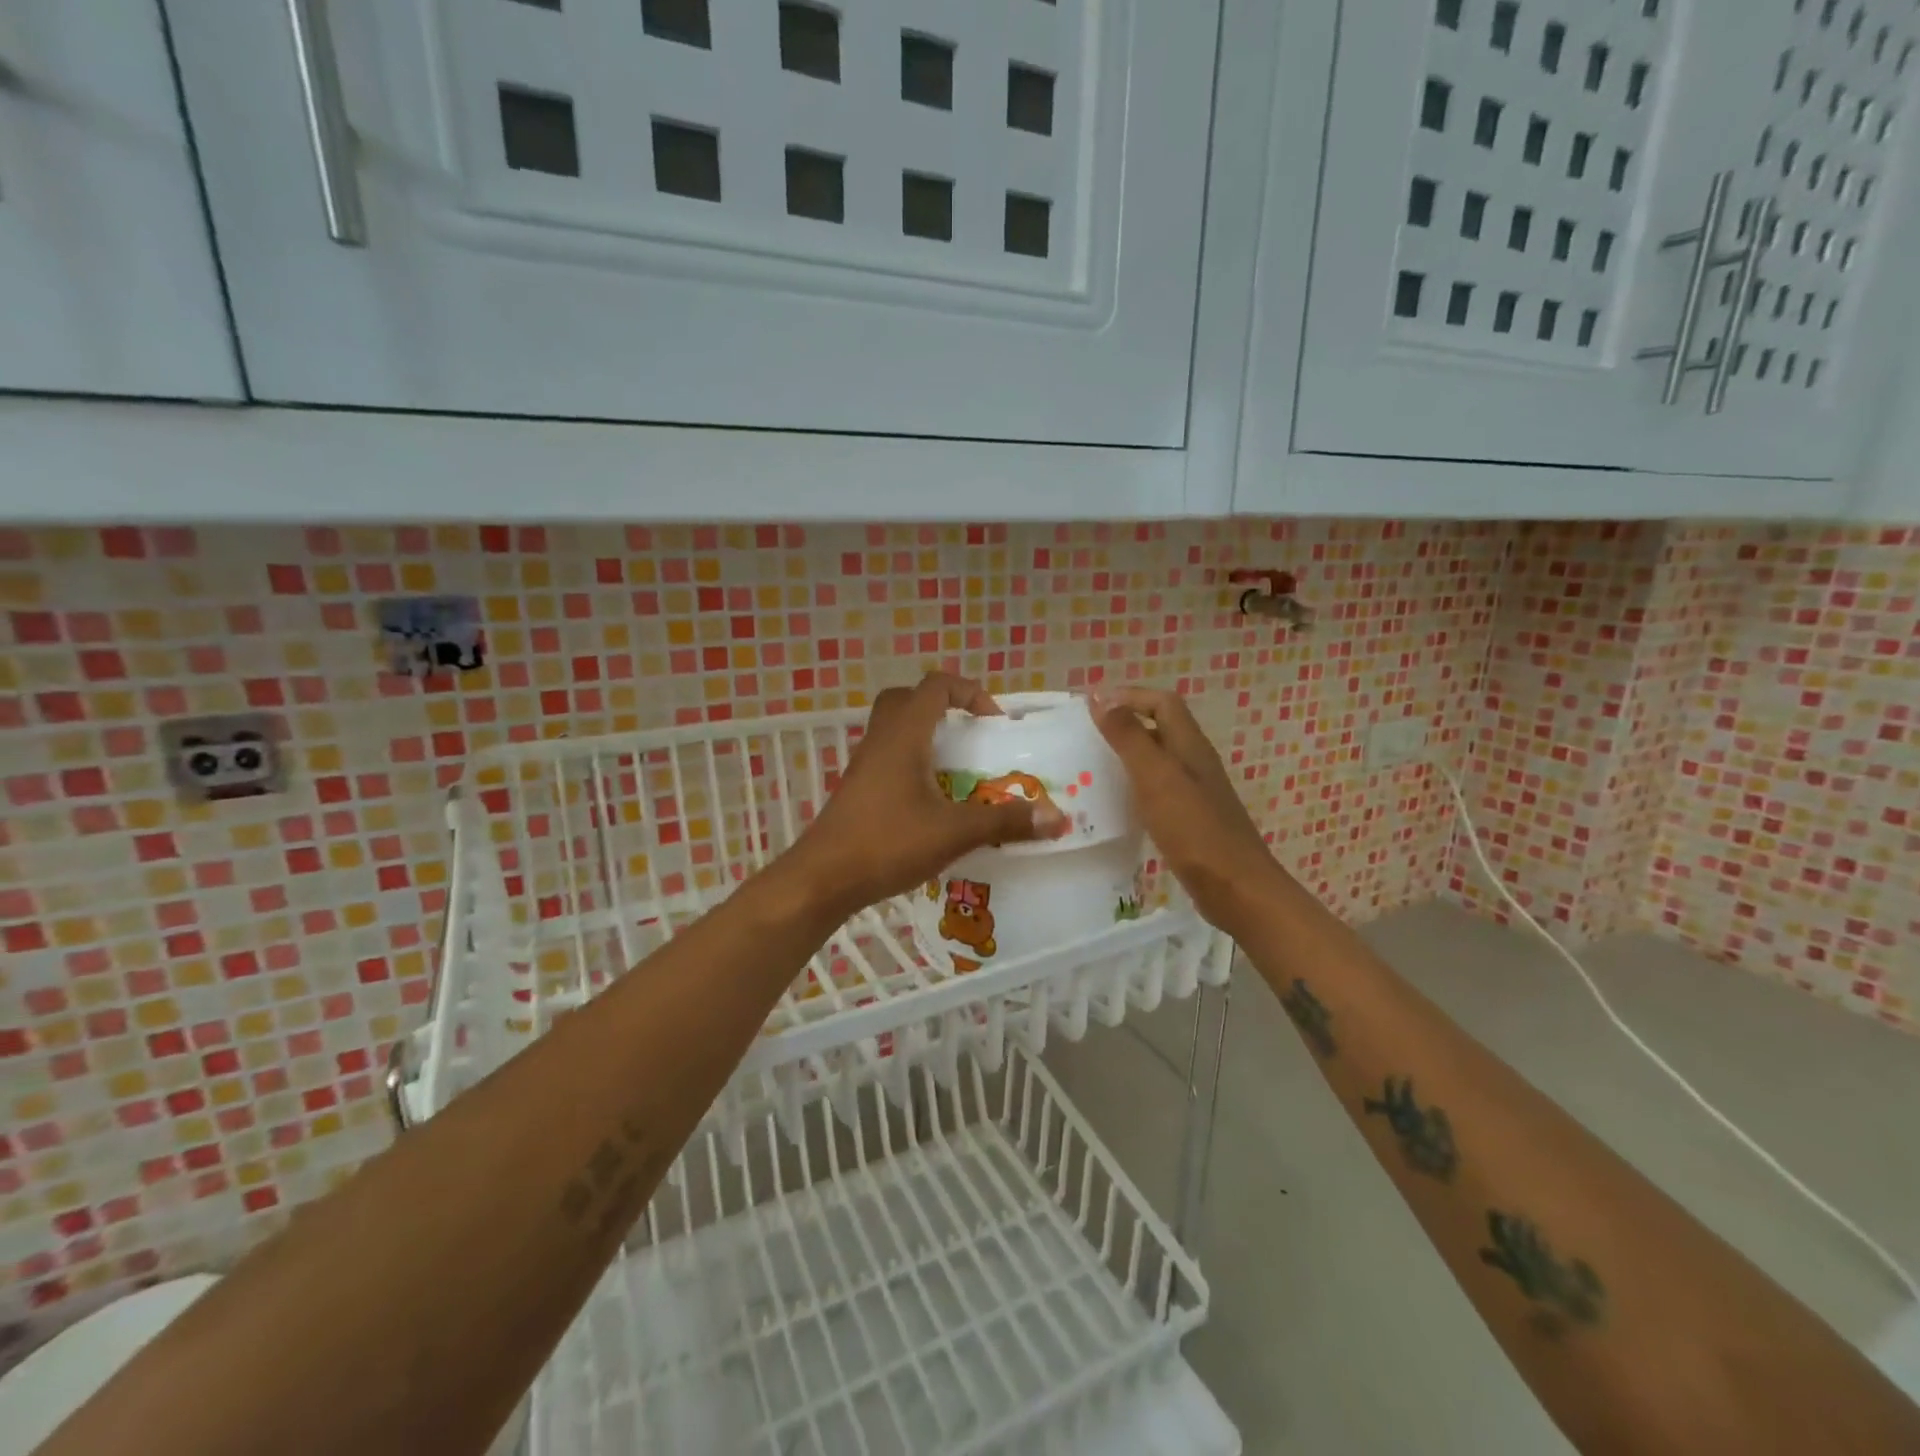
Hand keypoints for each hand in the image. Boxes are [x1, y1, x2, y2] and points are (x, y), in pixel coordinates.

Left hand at [786, 672, 1068, 919]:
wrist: (823, 878)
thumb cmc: (888, 843)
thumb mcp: (954, 832)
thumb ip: (1006, 821)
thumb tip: (1059, 818)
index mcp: (904, 735)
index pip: (936, 686)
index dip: (969, 692)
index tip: (994, 722)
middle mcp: (880, 739)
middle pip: (909, 700)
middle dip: (943, 707)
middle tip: (970, 735)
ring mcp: (864, 764)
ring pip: (895, 729)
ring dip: (927, 736)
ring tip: (957, 769)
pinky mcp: (857, 788)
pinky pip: (888, 757)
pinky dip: (912, 762)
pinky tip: (931, 800)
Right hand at [1089, 687, 1275, 930]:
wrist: (1236, 888)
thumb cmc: (1194, 829)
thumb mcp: (1156, 778)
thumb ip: (1129, 738)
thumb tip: (1102, 698)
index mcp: (1190, 746)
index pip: (1162, 702)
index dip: (1130, 696)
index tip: (1092, 704)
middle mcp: (1195, 762)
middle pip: (1161, 727)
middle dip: (1126, 721)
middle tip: (1087, 732)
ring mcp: (1196, 791)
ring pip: (1159, 758)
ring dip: (1129, 752)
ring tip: (1094, 763)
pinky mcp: (1191, 818)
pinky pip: (1159, 787)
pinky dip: (1136, 784)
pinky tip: (1118, 802)